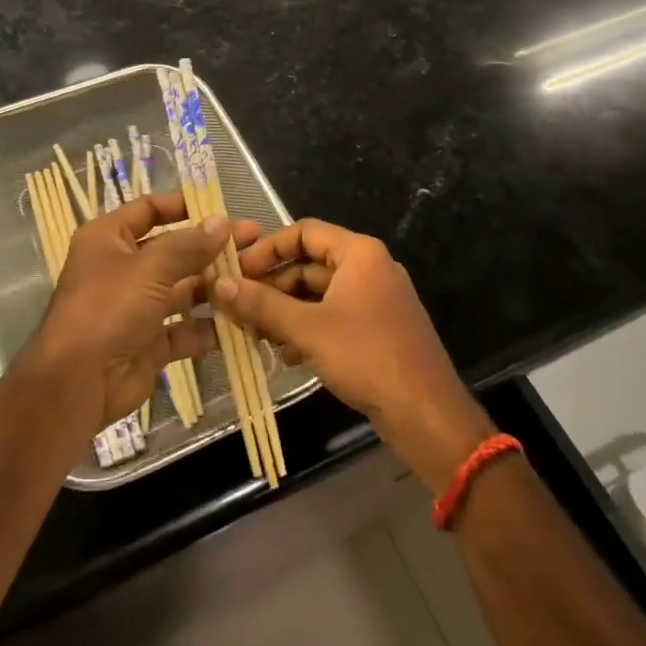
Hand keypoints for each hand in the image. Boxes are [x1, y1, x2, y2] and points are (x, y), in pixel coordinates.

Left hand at [16, 192, 259, 430]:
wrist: (77, 383)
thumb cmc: (108, 309)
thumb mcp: (149, 268)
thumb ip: (189, 245)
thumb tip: (222, 223)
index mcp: (108, 239)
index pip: (148, 209)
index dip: (183, 206)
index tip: (222, 209)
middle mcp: (122, 268)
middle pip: (173, 250)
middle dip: (212, 248)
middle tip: (254, 243)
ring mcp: (136, 307)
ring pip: (182, 290)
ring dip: (216, 286)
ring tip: (257, 279)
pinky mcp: (149, 341)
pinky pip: (185, 328)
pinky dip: (209, 326)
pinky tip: (242, 319)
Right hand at [213, 219, 494, 489]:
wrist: (425, 413)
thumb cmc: (366, 357)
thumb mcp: (307, 329)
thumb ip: (261, 304)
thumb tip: (219, 285)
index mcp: (359, 254)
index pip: (303, 232)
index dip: (267, 249)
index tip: (237, 272)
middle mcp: (369, 268)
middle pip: (309, 264)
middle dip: (272, 286)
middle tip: (238, 308)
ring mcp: (374, 300)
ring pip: (318, 294)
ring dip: (285, 311)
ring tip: (255, 334)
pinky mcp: (375, 329)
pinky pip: (332, 316)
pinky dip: (306, 328)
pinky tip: (284, 354)